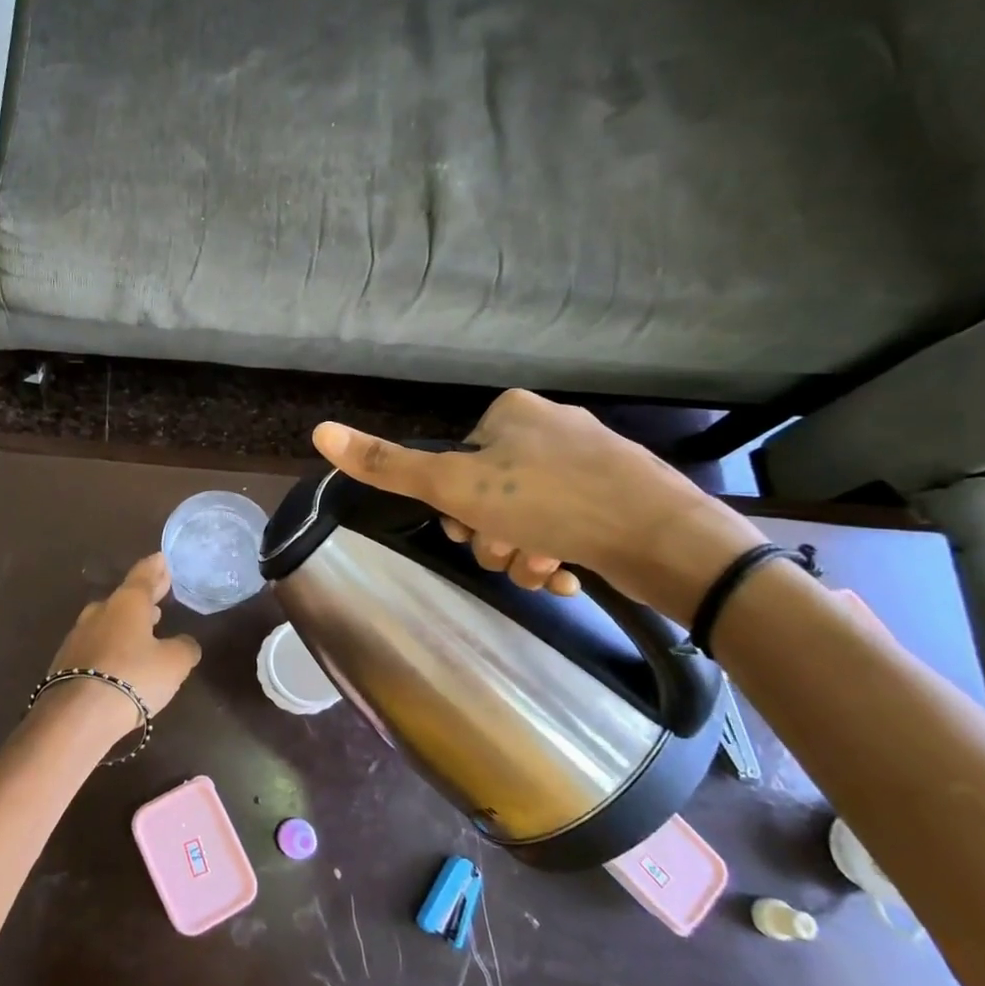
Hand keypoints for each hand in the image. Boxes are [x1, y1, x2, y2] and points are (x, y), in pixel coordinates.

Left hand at [40, 554, 202, 738]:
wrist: (77, 716)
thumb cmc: (133, 677)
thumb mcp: (174, 663)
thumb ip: (184, 647)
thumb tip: (184, 643)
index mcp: (127, 603)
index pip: (144, 575)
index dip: (156, 568)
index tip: (162, 559)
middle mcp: (100, 612)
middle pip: (125, 598)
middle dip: (143, 597)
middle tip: (159, 594)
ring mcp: (78, 637)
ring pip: (108, 622)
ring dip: (126, 623)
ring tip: (145, 627)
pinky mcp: (66, 663)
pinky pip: (96, 646)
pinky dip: (112, 646)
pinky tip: (121, 659)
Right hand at [312, 389, 767, 621]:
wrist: (666, 539)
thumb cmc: (552, 503)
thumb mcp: (456, 486)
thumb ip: (387, 464)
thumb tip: (318, 431)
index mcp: (511, 412)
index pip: (454, 463)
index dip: (454, 506)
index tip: (472, 528)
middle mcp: (551, 427)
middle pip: (489, 494)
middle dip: (492, 536)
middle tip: (511, 552)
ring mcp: (591, 461)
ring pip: (527, 517)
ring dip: (523, 554)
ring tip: (545, 568)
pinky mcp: (620, 496)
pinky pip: (567, 526)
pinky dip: (558, 554)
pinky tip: (570, 573)